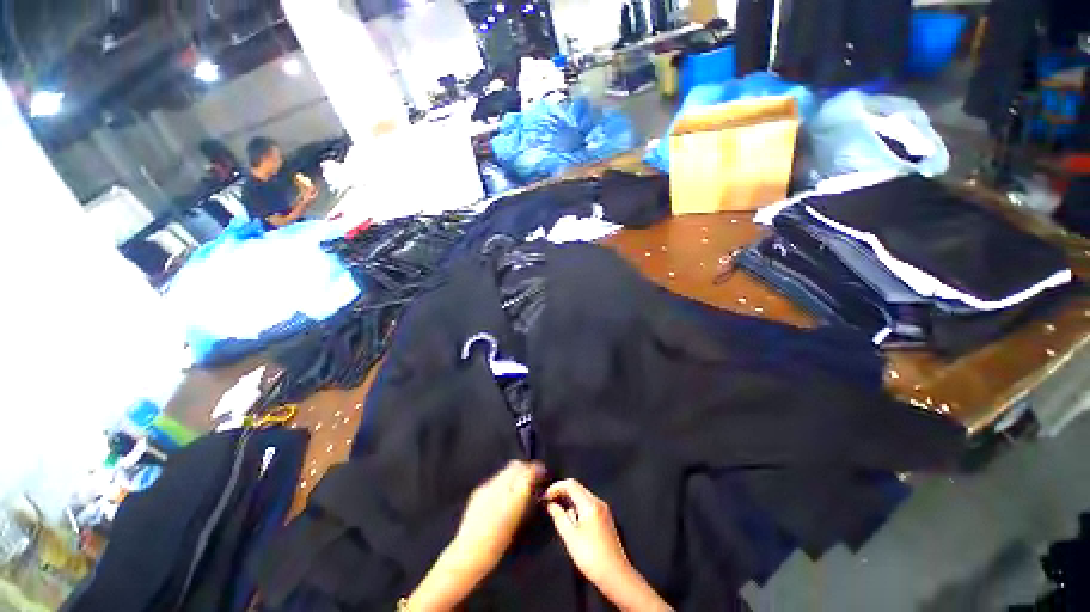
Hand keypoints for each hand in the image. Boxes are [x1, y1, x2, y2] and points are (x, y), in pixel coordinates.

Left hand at [404, 461, 543, 611]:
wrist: (468, 553)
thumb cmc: (497, 545)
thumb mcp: (517, 522)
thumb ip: (525, 498)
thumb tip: (532, 484)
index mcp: (513, 496)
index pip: (527, 471)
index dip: (536, 469)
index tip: (542, 473)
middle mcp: (499, 486)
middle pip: (515, 466)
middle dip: (525, 468)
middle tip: (531, 477)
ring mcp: (487, 487)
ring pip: (505, 470)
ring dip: (514, 473)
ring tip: (518, 485)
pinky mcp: (478, 490)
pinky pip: (496, 479)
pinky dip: (503, 480)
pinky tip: (503, 493)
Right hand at [545, 480, 671, 611]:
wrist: (615, 574)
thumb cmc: (591, 556)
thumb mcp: (570, 537)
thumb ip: (559, 517)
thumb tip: (551, 505)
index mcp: (590, 504)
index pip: (571, 484)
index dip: (556, 487)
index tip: (546, 497)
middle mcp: (598, 502)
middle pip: (577, 487)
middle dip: (562, 492)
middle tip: (550, 503)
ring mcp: (603, 509)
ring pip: (582, 495)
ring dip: (570, 500)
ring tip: (560, 514)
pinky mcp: (605, 517)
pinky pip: (588, 504)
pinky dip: (578, 507)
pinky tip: (573, 521)